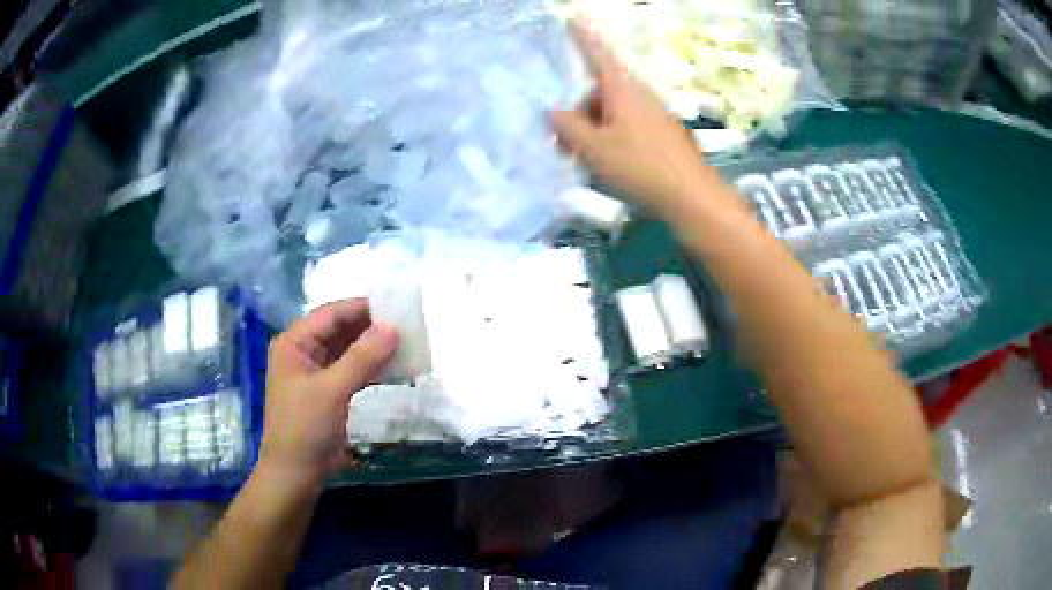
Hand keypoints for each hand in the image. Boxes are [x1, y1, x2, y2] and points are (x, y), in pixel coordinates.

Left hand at [260, 299, 397, 486]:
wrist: (296, 473)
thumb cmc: (304, 427)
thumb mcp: (331, 390)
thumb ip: (362, 358)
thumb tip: (393, 328)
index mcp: (295, 343)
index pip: (331, 314)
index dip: (362, 308)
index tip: (397, 306)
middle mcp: (305, 352)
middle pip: (341, 330)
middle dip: (372, 328)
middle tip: (408, 325)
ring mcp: (317, 373)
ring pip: (349, 350)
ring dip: (374, 348)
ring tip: (407, 343)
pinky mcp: (330, 392)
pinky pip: (353, 371)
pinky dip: (373, 368)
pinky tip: (396, 367)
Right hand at [553, 21, 709, 211]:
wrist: (693, 197)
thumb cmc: (641, 167)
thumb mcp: (594, 149)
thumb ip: (568, 127)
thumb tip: (555, 112)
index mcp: (622, 90)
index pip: (598, 54)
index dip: (583, 36)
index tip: (573, 17)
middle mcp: (641, 96)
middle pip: (600, 92)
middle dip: (579, 113)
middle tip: (565, 146)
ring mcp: (655, 115)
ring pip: (613, 113)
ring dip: (594, 131)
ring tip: (588, 162)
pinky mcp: (664, 135)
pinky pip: (630, 128)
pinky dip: (613, 140)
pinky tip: (612, 167)